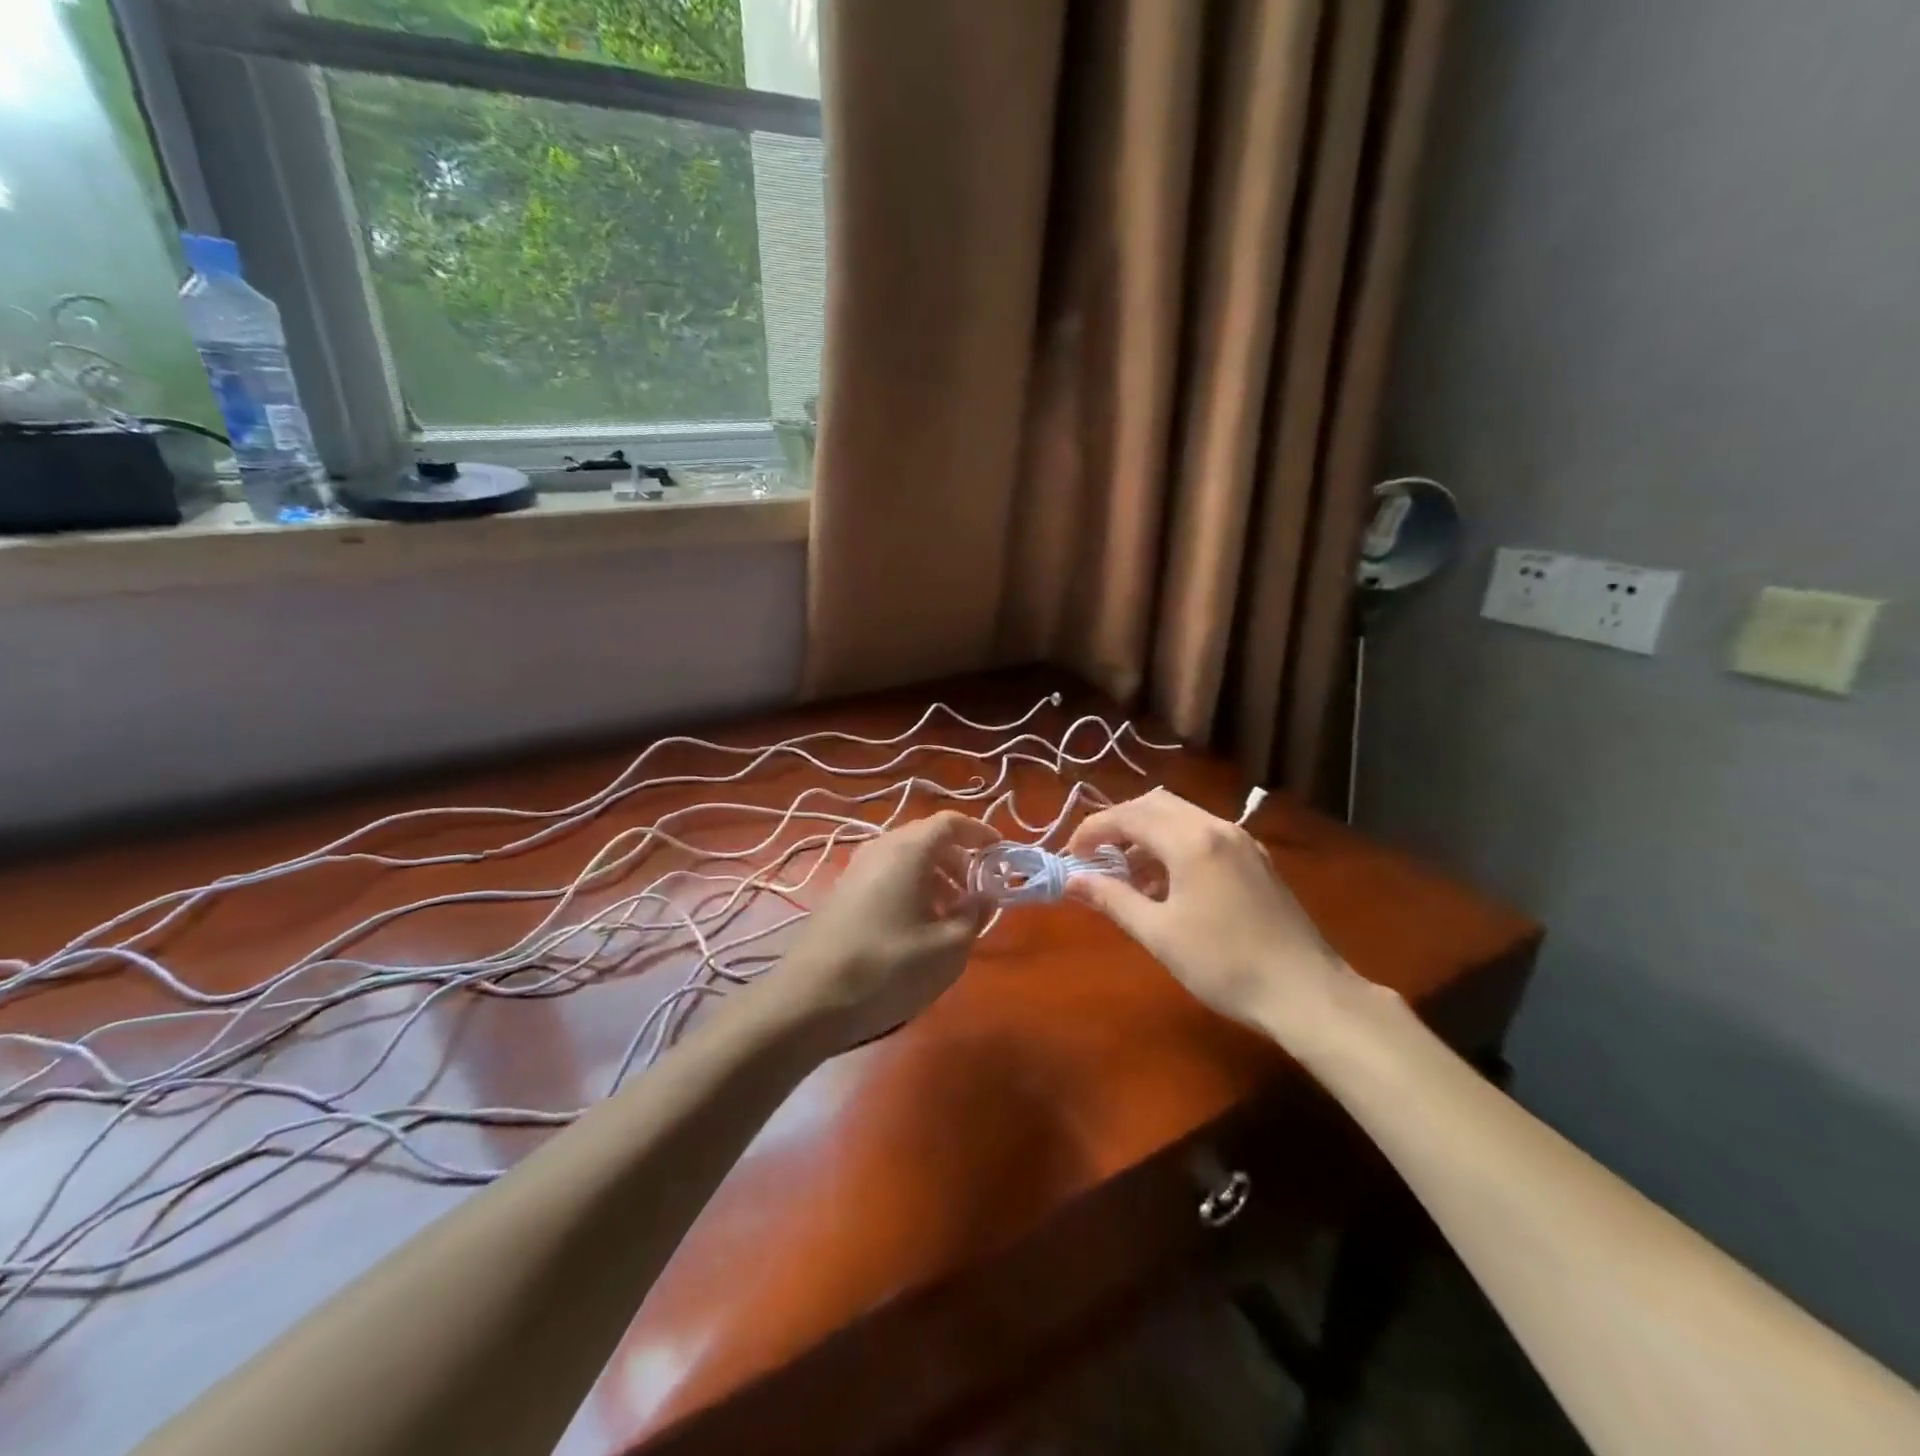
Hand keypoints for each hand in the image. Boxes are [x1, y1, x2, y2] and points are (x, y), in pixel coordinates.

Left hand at [763, 811, 998, 1051]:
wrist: (810, 999)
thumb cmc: (888, 968)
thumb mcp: (948, 948)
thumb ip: (974, 915)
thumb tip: (984, 895)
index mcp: (908, 850)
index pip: (950, 822)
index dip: (979, 833)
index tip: (1000, 853)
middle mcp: (880, 849)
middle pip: (926, 838)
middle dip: (958, 859)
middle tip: (977, 891)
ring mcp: (855, 869)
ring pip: (905, 858)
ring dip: (934, 876)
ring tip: (950, 914)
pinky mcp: (841, 893)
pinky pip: (885, 875)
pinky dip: (910, 888)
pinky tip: (916, 926)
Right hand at [1065, 788, 1361, 1046]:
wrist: (1306, 992)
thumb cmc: (1224, 965)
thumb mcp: (1158, 934)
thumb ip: (1112, 899)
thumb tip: (1072, 880)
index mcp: (1191, 840)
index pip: (1128, 816)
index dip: (1092, 831)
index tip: (1072, 856)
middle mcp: (1217, 827)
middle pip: (1154, 804)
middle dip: (1119, 824)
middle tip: (1095, 857)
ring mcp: (1242, 840)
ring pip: (1181, 816)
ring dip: (1147, 834)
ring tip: (1126, 874)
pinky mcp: (1256, 858)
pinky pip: (1203, 833)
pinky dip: (1174, 844)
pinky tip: (1166, 883)